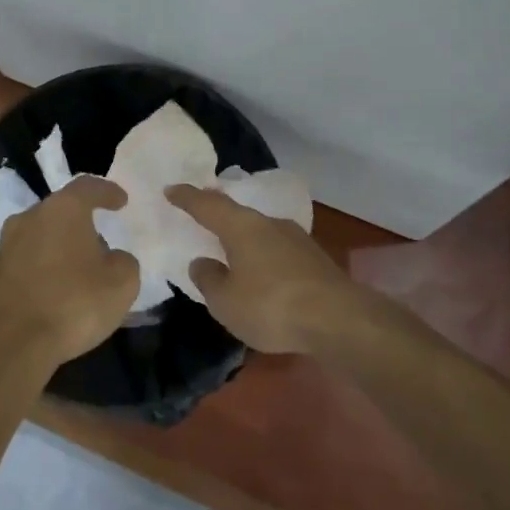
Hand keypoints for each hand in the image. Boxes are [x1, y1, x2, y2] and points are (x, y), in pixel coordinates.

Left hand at [0, 176, 140, 370]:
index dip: (108, 192)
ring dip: (60, 244)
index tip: (121, 201)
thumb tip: (112, 257)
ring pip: (41, 233)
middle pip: (61, 209)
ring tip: (79, 265)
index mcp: (63, 210)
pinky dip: (44, 265)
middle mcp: (30, 218)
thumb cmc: (74, 304)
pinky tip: (56, 286)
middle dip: (82, 221)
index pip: (88, 187)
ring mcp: (7, 245)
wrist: (12, 344)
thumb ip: (124, 261)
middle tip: (101, 237)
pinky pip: (27, 259)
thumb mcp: (122, 283)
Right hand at [166, 185, 359, 354]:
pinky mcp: (315, 260)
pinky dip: (263, 257)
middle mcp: (270, 224)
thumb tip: (203, 262)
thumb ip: (209, 279)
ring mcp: (297, 240)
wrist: (339, 319)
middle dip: (219, 215)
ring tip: (230, 249)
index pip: (208, 205)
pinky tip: (261, 272)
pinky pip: (278, 251)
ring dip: (244, 239)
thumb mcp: (226, 301)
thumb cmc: (271, 306)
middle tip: (201, 214)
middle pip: (238, 214)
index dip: (187, 198)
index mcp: (242, 227)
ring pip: (261, 232)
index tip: (171, 189)